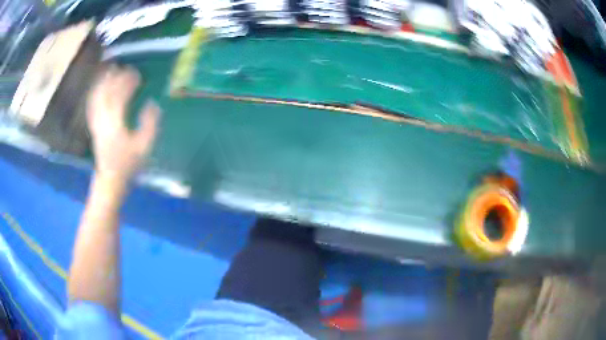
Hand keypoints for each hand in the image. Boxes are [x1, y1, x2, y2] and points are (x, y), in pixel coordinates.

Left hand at [87, 65, 159, 185]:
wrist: (110, 180)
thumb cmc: (128, 165)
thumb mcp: (144, 147)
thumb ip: (150, 124)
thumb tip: (152, 103)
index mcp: (116, 124)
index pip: (121, 96)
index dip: (128, 82)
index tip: (137, 74)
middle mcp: (104, 120)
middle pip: (107, 93)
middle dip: (115, 78)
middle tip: (125, 68)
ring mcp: (97, 123)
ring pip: (97, 97)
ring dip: (102, 82)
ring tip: (109, 70)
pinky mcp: (94, 127)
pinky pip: (92, 106)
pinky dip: (94, 93)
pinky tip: (98, 87)